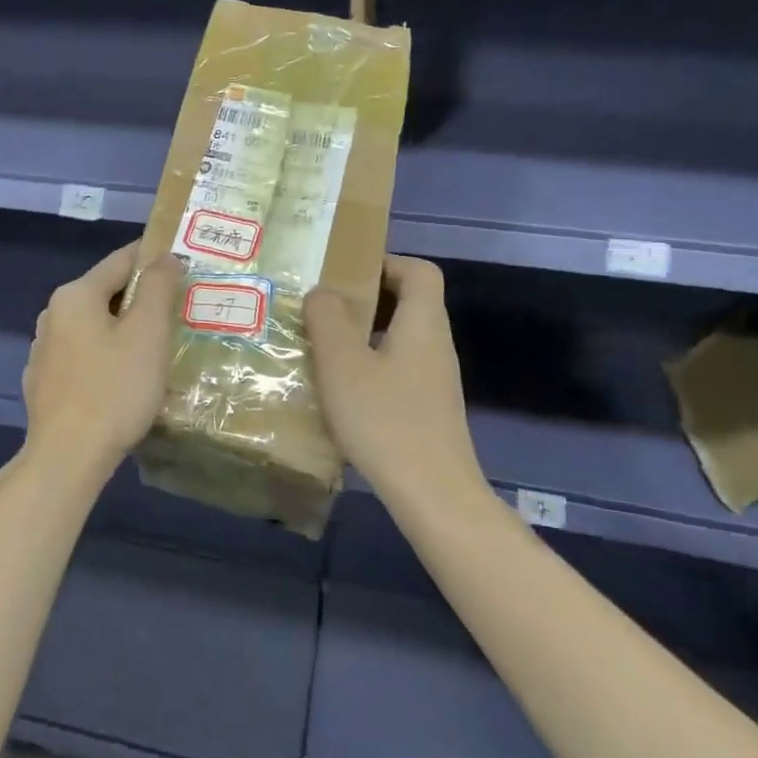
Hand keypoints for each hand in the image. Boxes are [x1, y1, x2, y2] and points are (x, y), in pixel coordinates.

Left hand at [21, 243, 181, 482]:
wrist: (67, 457)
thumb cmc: (114, 389)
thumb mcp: (147, 332)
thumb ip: (157, 286)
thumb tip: (164, 256)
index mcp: (75, 295)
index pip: (121, 260)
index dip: (155, 258)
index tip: (184, 264)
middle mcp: (53, 314)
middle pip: (106, 292)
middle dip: (142, 298)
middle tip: (179, 310)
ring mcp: (45, 350)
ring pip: (95, 326)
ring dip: (124, 328)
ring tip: (158, 344)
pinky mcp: (46, 382)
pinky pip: (85, 354)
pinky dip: (107, 354)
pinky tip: (126, 376)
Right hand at [305, 255, 487, 512]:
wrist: (433, 496)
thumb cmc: (385, 419)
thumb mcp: (342, 364)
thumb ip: (327, 319)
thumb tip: (322, 292)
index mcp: (423, 323)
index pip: (419, 271)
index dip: (385, 262)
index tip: (346, 274)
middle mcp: (435, 345)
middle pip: (408, 303)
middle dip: (364, 299)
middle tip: (322, 308)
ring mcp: (435, 380)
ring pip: (399, 338)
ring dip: (362, 335)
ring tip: (321, 346)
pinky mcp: (427, 409)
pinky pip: (397, 369)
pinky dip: (369, 366)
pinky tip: (340, 389)